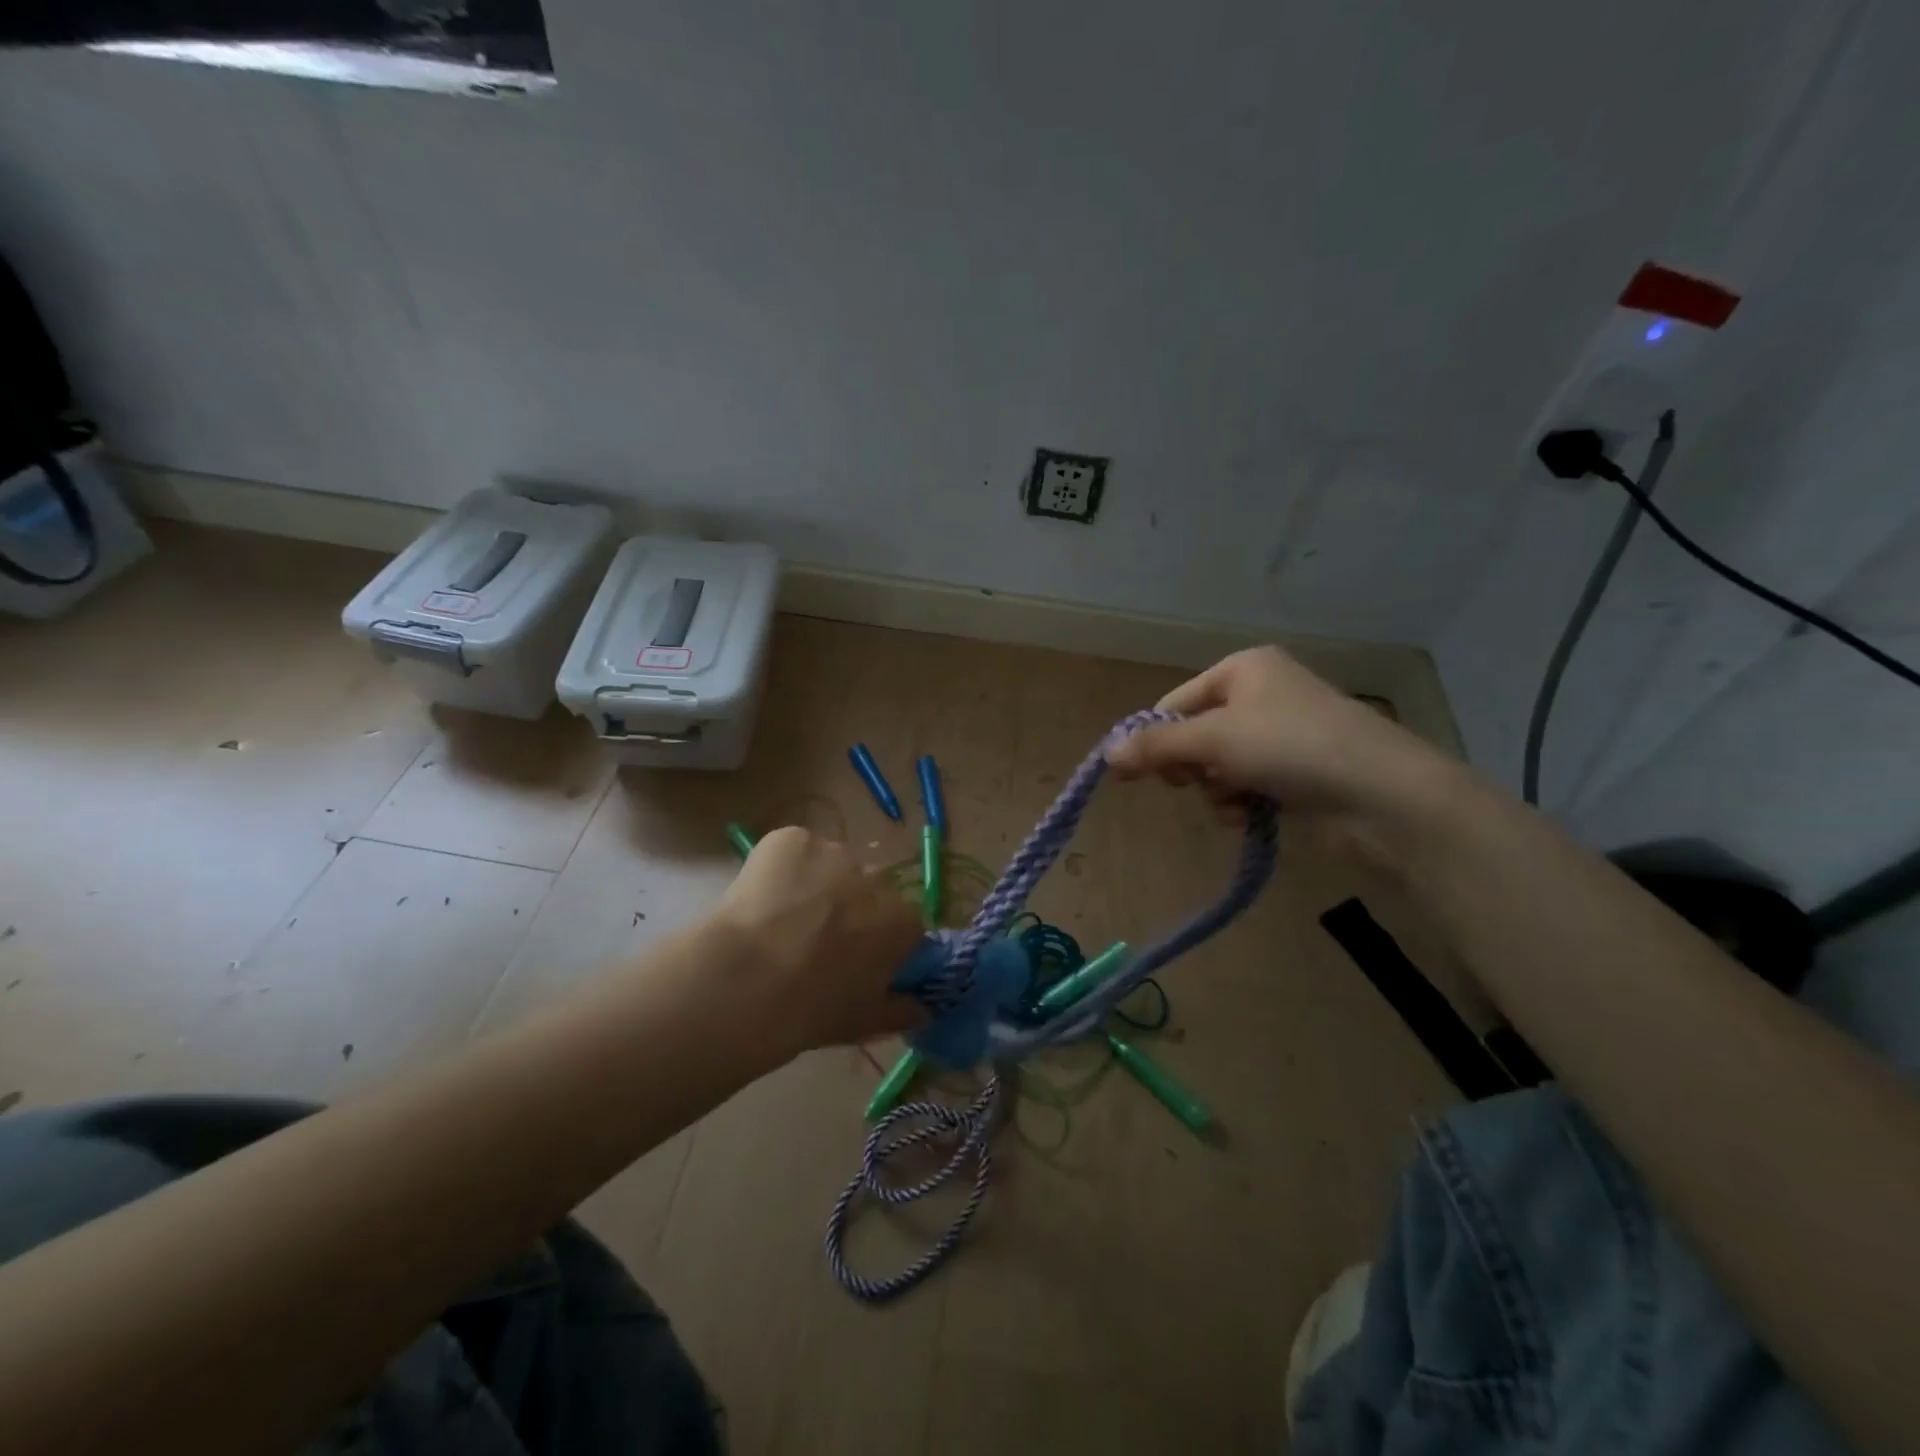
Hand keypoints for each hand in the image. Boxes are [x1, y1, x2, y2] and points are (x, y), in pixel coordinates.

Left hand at [709, 827, 925, 1053]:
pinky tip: (761, 897)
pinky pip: (794, 850)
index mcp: (902, 921)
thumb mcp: (864, 1022)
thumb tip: (920, 1011)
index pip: (903, 924)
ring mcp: (834, 852)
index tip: (857, 960)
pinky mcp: (793, 838)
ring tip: (781, 919)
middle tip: (816, 941)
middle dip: (850, 909)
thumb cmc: (811, 1009)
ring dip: (816, 885)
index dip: (880, 941)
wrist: (745, 981)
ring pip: (830, 866)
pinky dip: (781, 868)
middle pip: (868, 890)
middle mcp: (876, 878)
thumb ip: (900, 1013)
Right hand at [1105, 646, 1446, 817]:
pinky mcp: (1298, 770)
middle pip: (1195, 735)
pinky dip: (1243, 802)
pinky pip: (1247, 785)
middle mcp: (1262, 694)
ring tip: (1238, 801)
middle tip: (1195, 781)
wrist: (1382, 793)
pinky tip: (1254, 814)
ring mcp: (1282, 734)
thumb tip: (1106, 754)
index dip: (1155, 738)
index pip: (1175, 703)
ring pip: (1219, 767)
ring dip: (1218, 790)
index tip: (1136, 774)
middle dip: (1193, 767)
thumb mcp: (1214, 740)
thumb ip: (1157, 746)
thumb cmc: (1291, 746)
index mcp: (1243, 669)